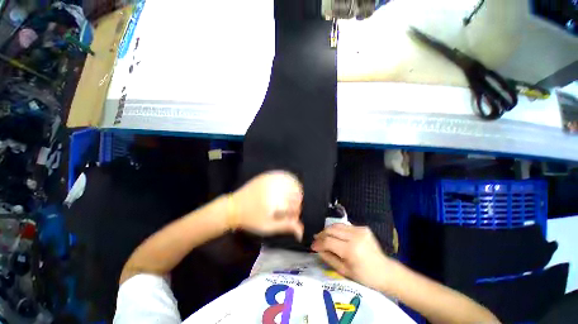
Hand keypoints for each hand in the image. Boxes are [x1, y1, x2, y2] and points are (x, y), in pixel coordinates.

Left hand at [231, 171, 303, 240]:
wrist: (233, 207)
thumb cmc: (251, 219)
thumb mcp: (269, 226)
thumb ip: (287, 227)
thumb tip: (301, 232)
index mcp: (277, 201)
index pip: (296, 205)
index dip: (296, 213)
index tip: (290, 217)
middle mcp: (276, 187)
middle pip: (296, 194)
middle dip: (296, 203)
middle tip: (289, 209)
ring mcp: (272, 179)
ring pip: (293, 182)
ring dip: (295, 191)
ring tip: (289, 198)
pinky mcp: (268, 175)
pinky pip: (284, 175)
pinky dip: (290, 180)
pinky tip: (286, 187)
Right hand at [312, 224, 396, 290]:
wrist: (385, 271)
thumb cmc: (365, 276)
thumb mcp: (344, 271)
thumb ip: (329, 258)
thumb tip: (318, 248)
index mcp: (351, 250)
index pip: (328, 241)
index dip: (318, 243)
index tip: (312, 246)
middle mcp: (355, 236)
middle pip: (332, 230)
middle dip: (321, 234)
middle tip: (316, 239)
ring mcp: (360, 230)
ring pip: (337, 225)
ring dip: (328, 230)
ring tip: (323, 235)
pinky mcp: (363, 227)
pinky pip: (345, 226)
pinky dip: (338, 230)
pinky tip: (335, 235)